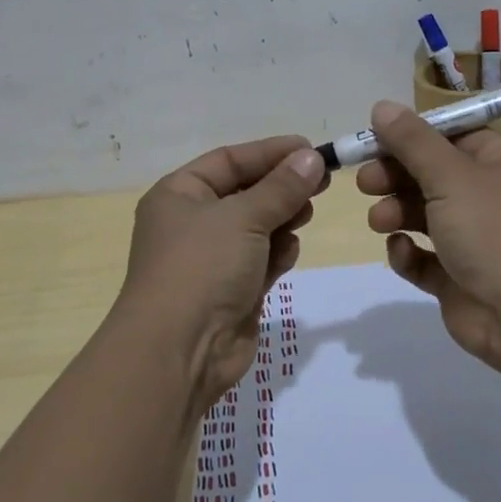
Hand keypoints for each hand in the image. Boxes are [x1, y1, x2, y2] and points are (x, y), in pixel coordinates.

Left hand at [121, 135, 327, 409]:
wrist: (180, 352)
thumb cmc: (202, 267)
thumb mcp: (243, 217)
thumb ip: (281, 187)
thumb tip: (311, 158)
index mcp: (179, 194)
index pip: (229, 160)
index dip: (270, 152)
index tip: (310, 149)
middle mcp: (192, 222)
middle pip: (245, 192)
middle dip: (281, 187)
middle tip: (321, 181)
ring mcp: (211, 259)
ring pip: (257, 226)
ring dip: (282, 218)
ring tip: (305, 214)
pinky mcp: (231, 290)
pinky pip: (261, 259)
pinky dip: (277, 252)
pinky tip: (288, 252)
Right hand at [355, 101, 500, 378]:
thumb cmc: (493, 230)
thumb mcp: (449, 175)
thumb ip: (412, 141)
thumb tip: (382, 106)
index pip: (454, 138)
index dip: (414, 137)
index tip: (376, 140)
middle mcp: (494, 199)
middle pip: (434, 176)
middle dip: (396, 177)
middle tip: (366, 183)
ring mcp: (479, 242)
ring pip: (427, 217)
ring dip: (397, 213)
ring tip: (378, 221)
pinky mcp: (462, 280)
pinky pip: (427, 259)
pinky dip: (409, 254)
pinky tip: (401, 252)